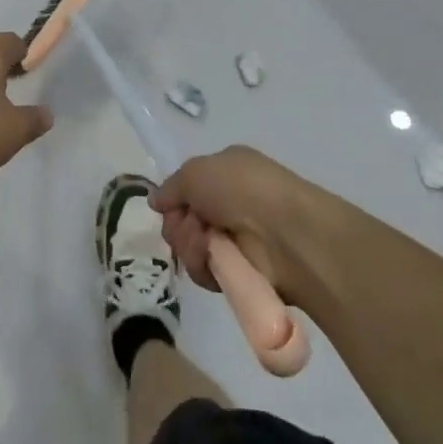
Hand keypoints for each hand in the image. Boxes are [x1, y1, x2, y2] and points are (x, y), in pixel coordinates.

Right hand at [151, 146, 325, 305]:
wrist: (286, 233)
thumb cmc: (242, 189)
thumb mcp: (197, 171)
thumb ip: (171, 186)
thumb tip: (156, 201)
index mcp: (224, 173)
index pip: (185, 189)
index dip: (174, 199)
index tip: (169, 205)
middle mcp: (228, 204)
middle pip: (181, 220)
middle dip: (179, 224)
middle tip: (193, 224)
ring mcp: (233, 240)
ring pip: (188, 246)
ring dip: (190, 245)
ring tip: (207, 243)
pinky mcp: (238, 273)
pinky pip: (203, 271)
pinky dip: (203, 266)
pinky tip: (215, 260)